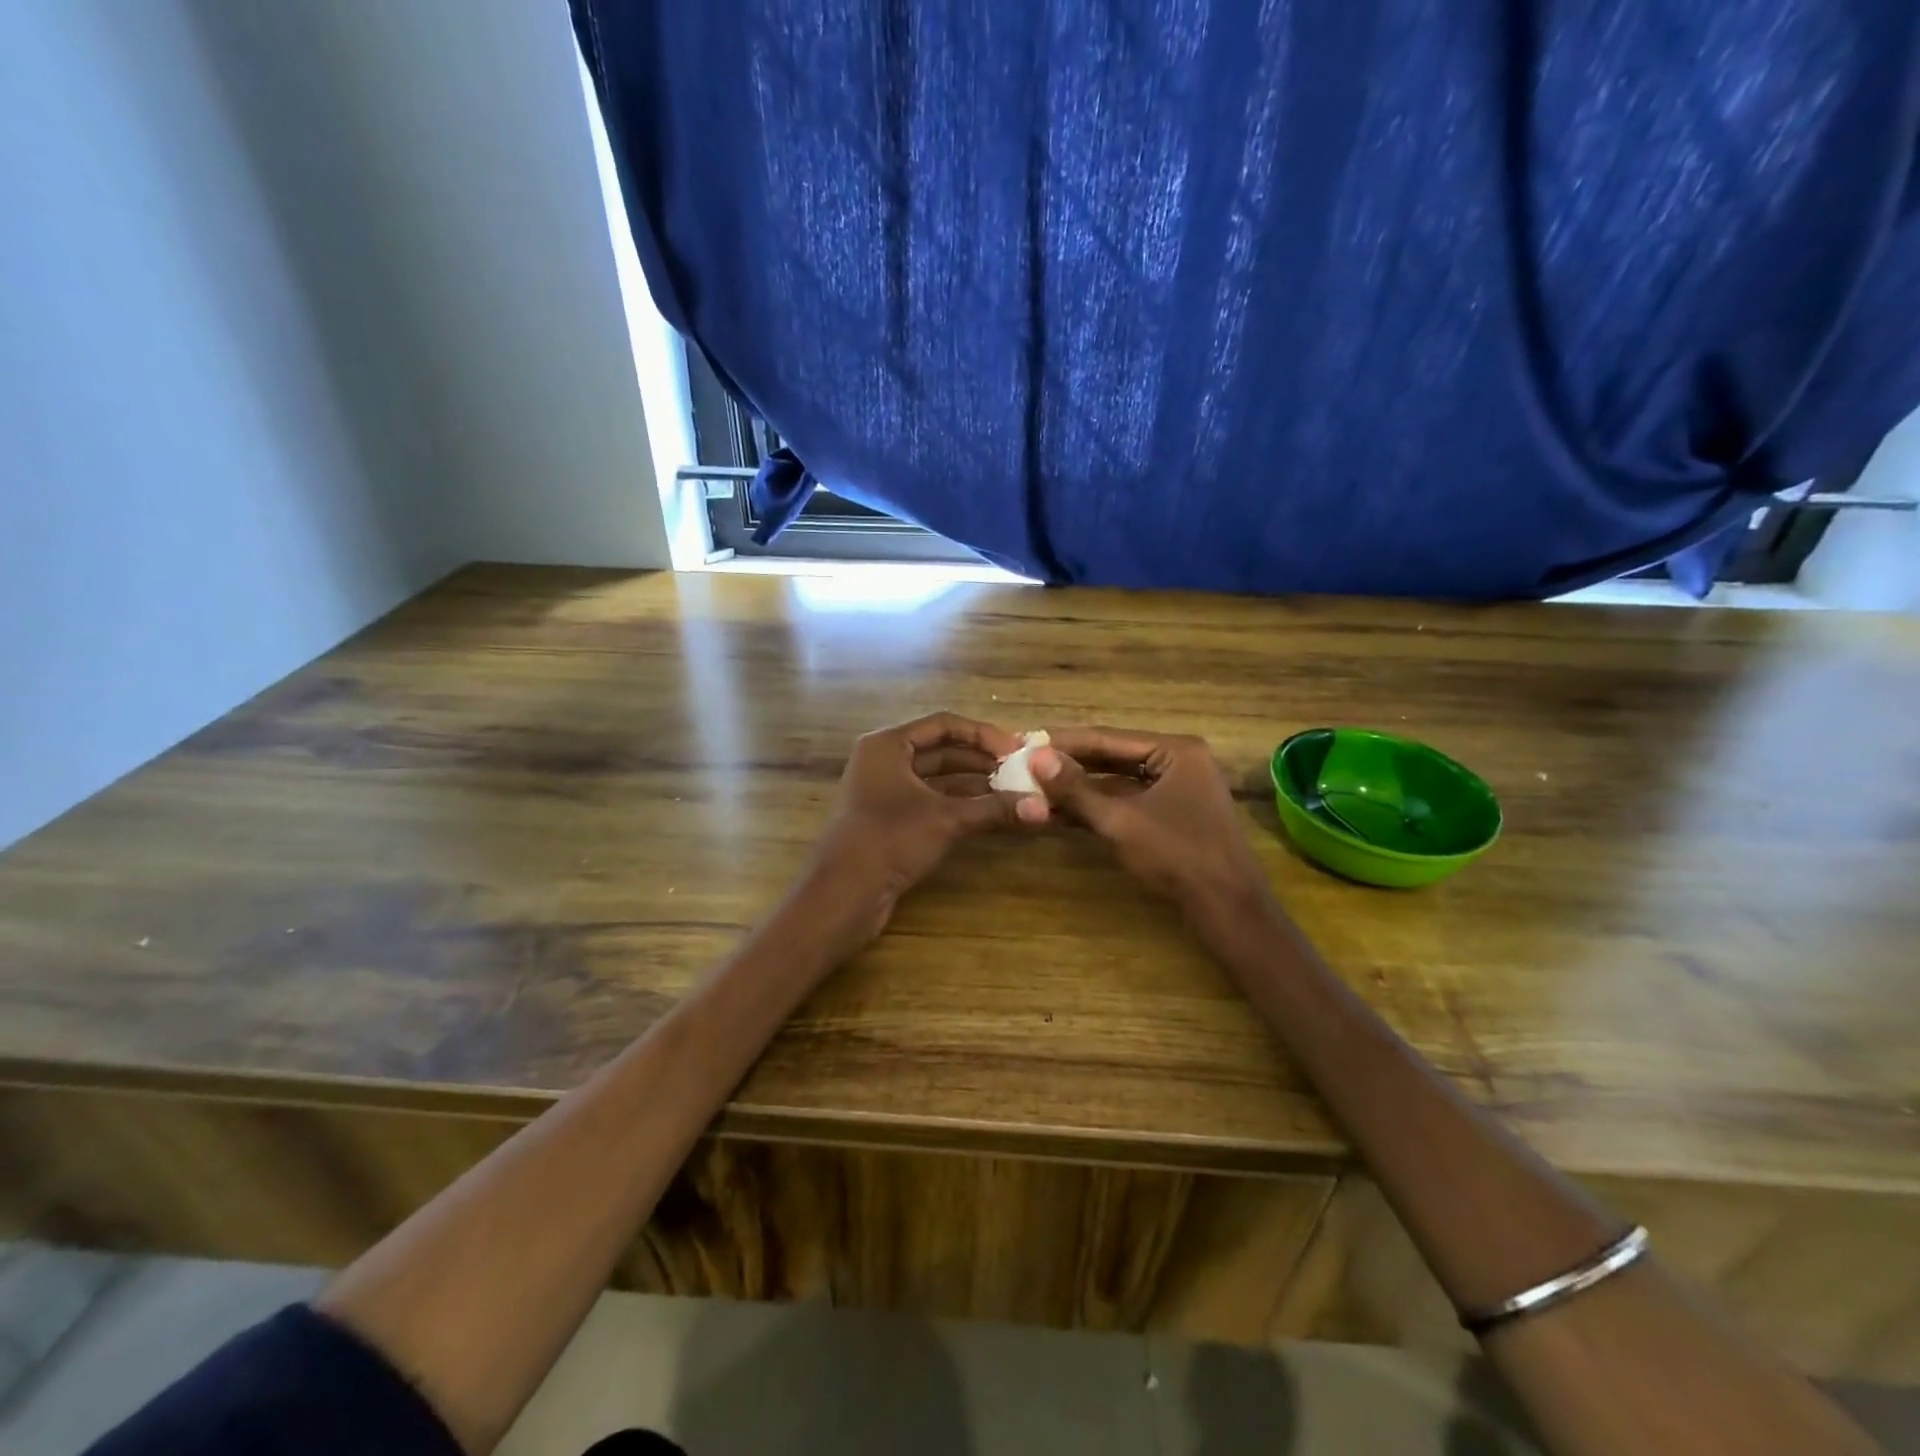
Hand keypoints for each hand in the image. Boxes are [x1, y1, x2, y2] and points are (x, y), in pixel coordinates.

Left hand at [811, 712, 1024, 942]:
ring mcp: (885, 792)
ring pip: (938, 779)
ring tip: (1015, 793)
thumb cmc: (890, 840)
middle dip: (982, 761)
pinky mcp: (889, 821)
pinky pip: (931, 801)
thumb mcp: (946, 819)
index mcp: (888, 745)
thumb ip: (994, 809)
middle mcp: (884, 761)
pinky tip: (991, 814)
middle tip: (1021, 772)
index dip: (983, 734)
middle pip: (941, 751)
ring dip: (974, 785)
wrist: (843, 895)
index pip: (944, 725)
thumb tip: (1043, 808)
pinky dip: (959, 805)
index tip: (1017, 750)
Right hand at [1023, 728, 1270, 916]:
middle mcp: (1178, 760)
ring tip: (1035, 787)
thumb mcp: (1120, 820)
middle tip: (1025, 763)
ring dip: (1080, 788)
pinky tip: (1061, 811)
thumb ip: (1076, 789)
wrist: (1227, 907)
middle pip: (1113, 756)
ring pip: (1117, 781)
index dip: (1064, 742)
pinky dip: (1097, 807)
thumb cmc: (1177, 855)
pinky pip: (1127, 801)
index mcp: (1175, 749)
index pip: (1108, 737)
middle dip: (1070, 764)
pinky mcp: (1171, 813)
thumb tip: (1036, 757)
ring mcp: (1177, 788)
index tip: (1026, 741)